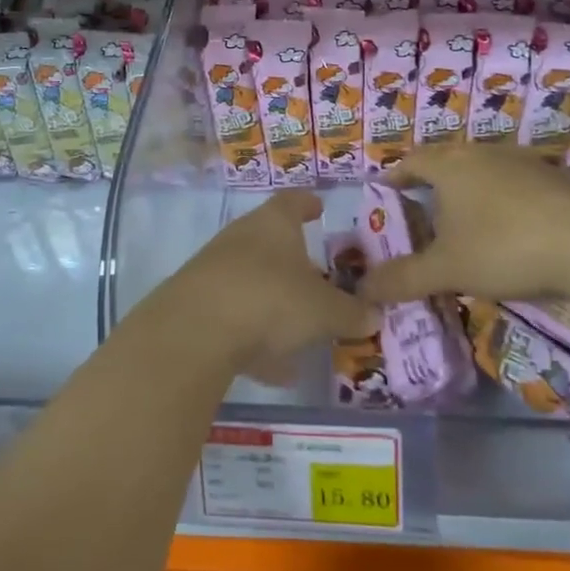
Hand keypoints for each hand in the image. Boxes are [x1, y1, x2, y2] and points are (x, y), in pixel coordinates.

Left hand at [155, 191, 374, 376]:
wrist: (194, 331)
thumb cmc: (270, 300)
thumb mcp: (324, 311)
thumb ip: (351, 313)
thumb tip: (375, 314)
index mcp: (274, 223)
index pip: (294, 201)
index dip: (308, 203)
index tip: (319, 207)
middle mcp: (242, 236)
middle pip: (271, 239)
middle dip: (295, 259)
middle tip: (319, 276)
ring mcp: (215, 268)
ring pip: (253, 280)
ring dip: (275, 301)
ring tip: (302, 330)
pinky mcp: (197, 303)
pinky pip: (236, 315)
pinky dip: (256, 336)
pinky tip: (275, 369)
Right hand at [360, 147, 569, 304]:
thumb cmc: (504, 247)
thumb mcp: (447, 269)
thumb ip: (403, 278)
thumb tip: (362, 289)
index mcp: (451, 165)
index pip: (412, 161)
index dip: (396, 175)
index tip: (385, 191)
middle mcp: (484, 153)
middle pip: (449, 160)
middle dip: (433, 183)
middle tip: (423, 210)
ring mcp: (525, 162)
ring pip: (485, 170)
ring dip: (471, 191)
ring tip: (466, 222)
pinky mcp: (558, 179)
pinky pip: (518, 184)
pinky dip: (505, 201)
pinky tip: (513, 230)